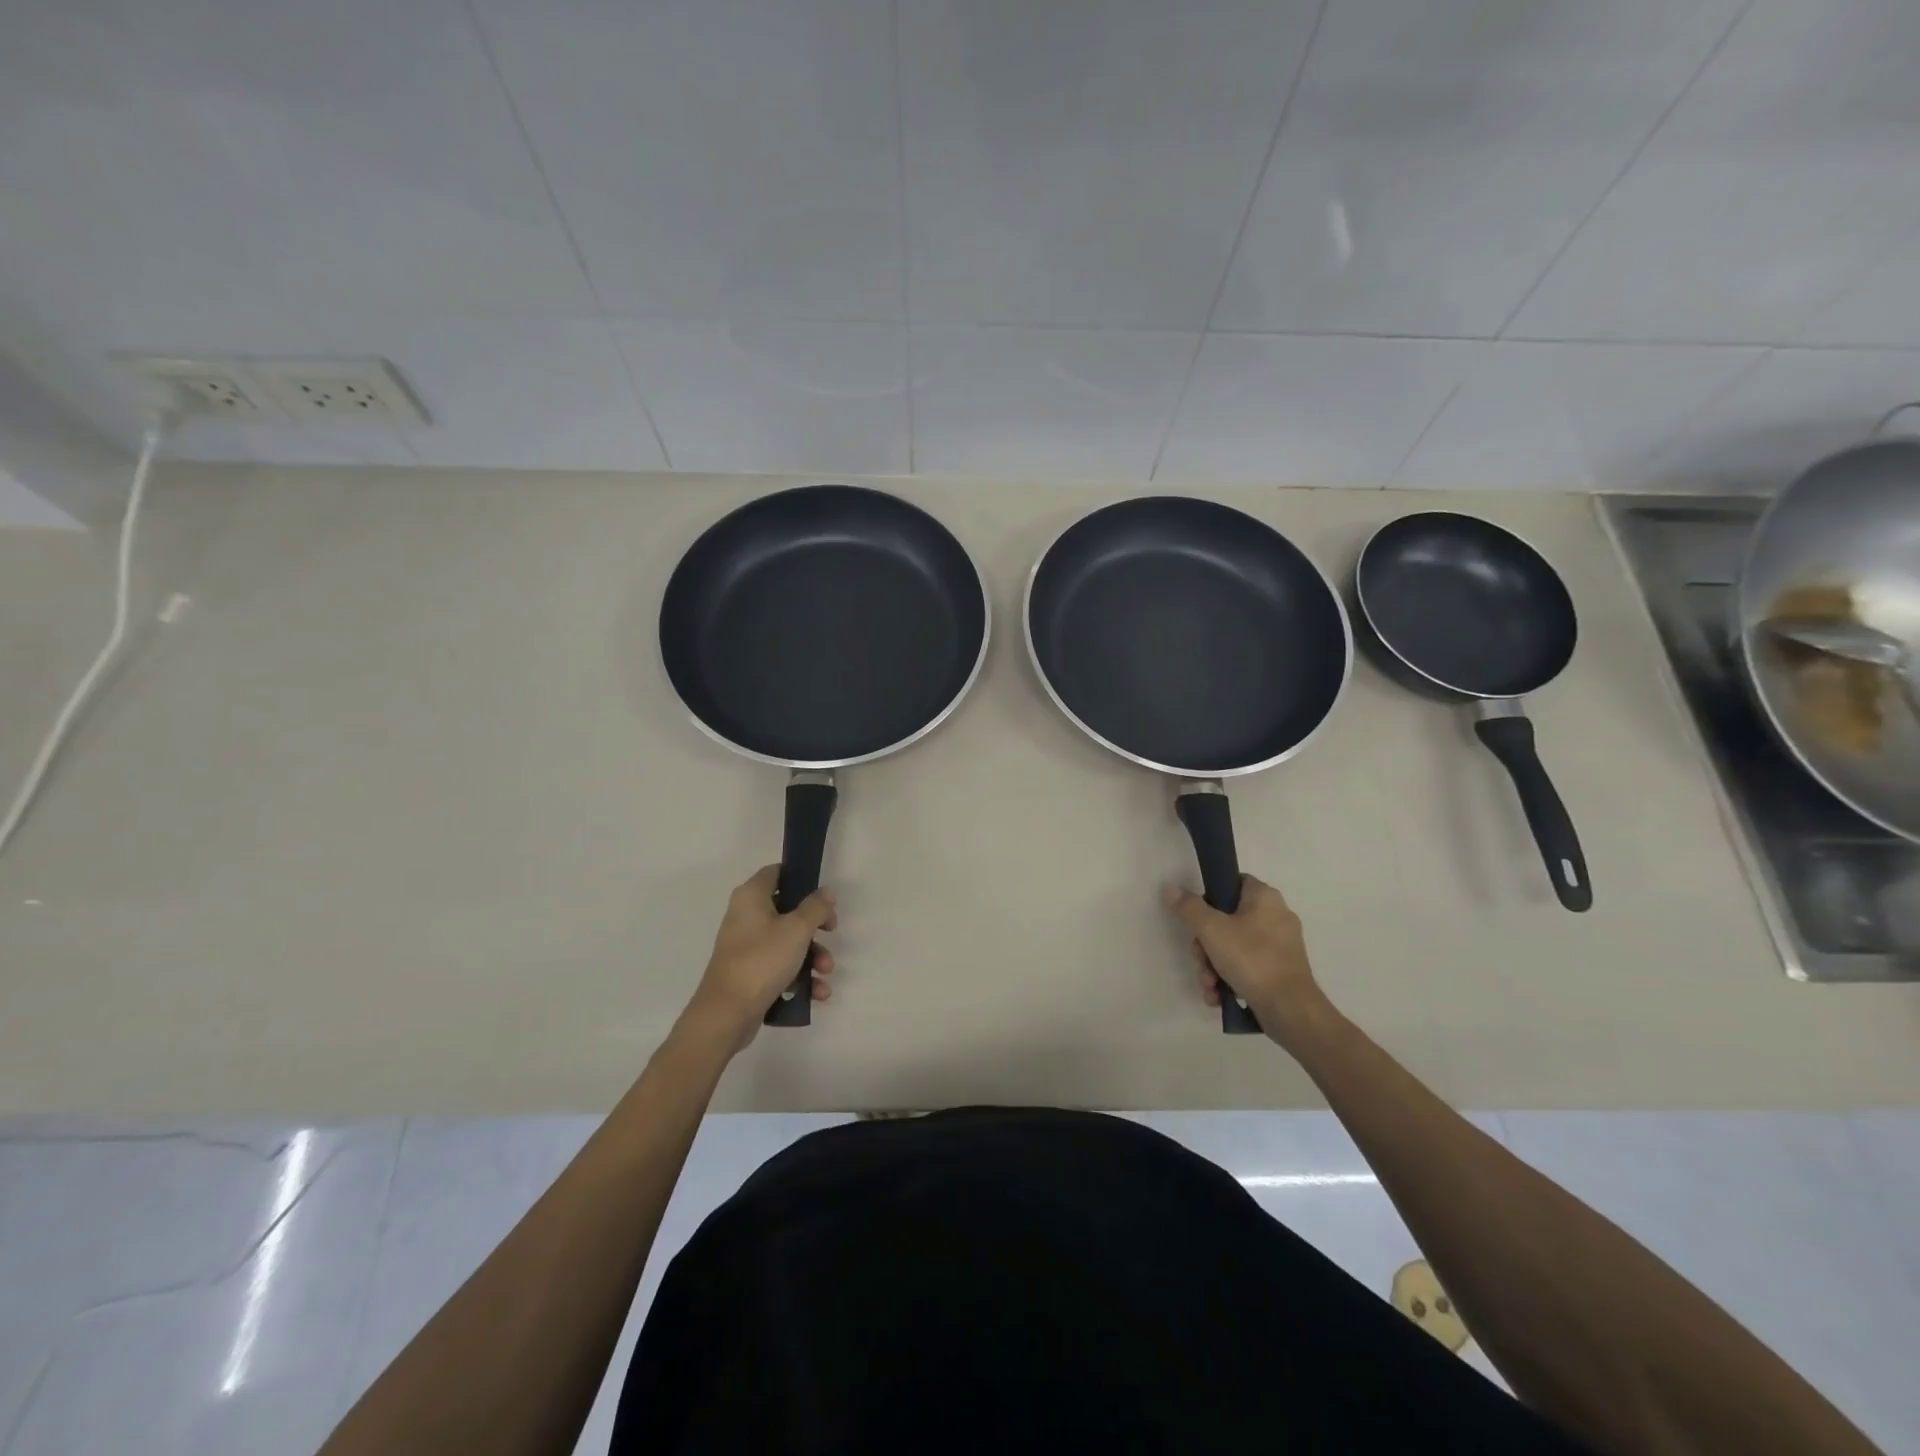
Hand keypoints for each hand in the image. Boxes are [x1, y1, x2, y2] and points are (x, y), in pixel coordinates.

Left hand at [683, 866, 836, 1050]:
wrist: (727, 1013)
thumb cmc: (762, 960)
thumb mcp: (797, 929)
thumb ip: (816, 907)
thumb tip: (825, 893)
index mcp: (751, 897)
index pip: (776, 872)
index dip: (801, 879)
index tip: (822, 895)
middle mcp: (746, 917)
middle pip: (788, 910)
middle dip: (814, 927)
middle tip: (832, 932)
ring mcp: (747, 946)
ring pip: (788, 941)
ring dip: (812, 956)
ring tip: (825, 972)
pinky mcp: (750, 973)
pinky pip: (781, 966)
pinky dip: (800, 976)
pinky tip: (817, 992)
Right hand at [1164, 875, 1331, 1050]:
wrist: (1290, 1010)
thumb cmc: (1252, 960)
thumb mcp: (1211, 930)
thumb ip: (1189, 908)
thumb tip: (1170, 888)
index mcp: (1265, 898)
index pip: (1232, 883)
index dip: (1210, 897)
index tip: (1196, 917)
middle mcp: (1276, 917)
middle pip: (1227, 920)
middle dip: (1205, 945)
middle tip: (1200, 959)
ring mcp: (1280, 946)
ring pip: (1234, 947)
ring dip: (1213, 966)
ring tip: (1209, 985)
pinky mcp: (1280, 971)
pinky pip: (1247, 966)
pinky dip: (1230, 979)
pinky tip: (1218, 996)